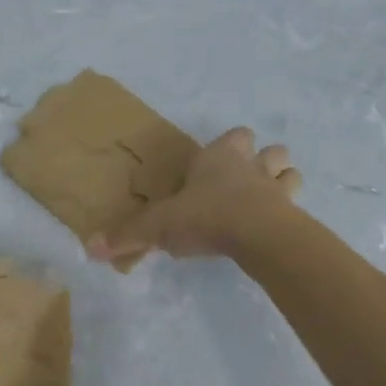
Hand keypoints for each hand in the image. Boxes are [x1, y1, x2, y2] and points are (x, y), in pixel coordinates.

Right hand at [88, 127, 301, 264]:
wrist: (256, 235)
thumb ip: (128, 235)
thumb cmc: (205, 216)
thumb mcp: (159, 226)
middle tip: (247, 180)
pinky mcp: (292, 214)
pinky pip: (296, 206)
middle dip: (262, 159)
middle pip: (269, 149)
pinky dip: (289, 213)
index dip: (227, 146)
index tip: (214, 165)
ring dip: (281, 182)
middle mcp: (250, 166)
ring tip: (266, 200)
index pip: (232, 137)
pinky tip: (276, 227)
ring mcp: (276, 188)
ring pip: (289, 172)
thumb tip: (90, 248)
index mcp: (218, 158)